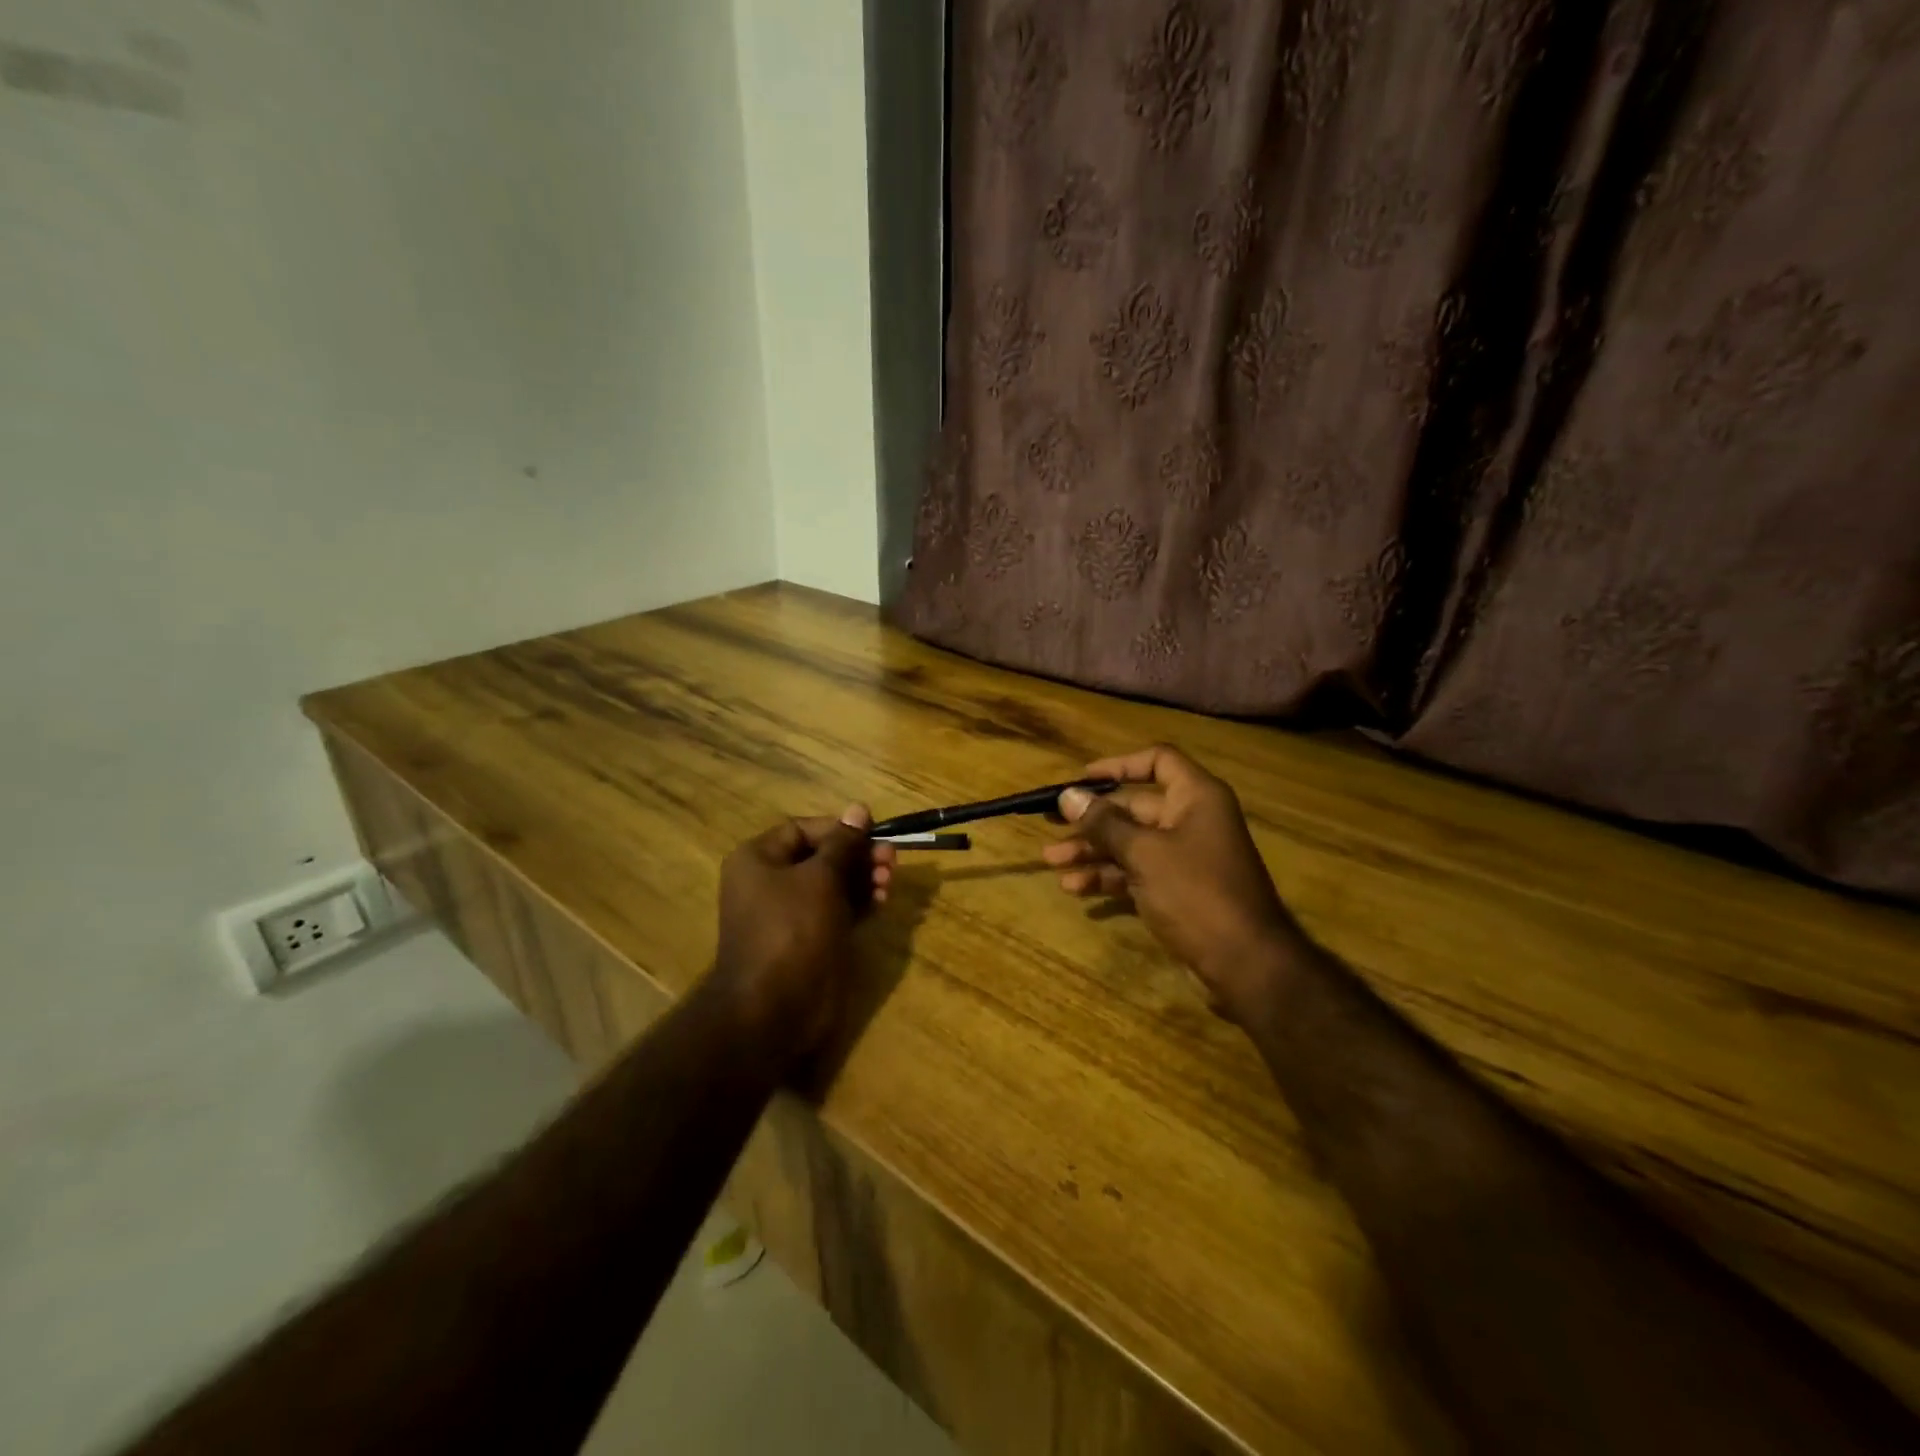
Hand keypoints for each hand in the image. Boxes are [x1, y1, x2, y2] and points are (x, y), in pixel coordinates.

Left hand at [710, 805, 896, 1065]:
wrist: (775, 1010)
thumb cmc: (793, 930)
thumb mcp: (820, 878)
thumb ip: (843, 844)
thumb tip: (859, 808)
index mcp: (758, 860)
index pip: (803, 829)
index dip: (840, 829)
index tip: (874, 833)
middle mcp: (770, 883)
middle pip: (821, 856)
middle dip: (858, 856)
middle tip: (891, 860)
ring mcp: (790, 914)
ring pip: (832, 884)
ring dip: (863, 879)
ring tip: (889, 883)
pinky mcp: (809, 940)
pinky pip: (836, 911)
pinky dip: (859, 903)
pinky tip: (882, 902)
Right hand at [1042, 746, 1302, 1021]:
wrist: (1245, 963)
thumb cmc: (1196, 893)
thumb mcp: (1144, 853)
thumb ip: (1104, 823)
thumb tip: (1069, 795)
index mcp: (1196, 798)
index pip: (1158, 761)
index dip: (1119, 765)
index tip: (1082, 779)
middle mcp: (1191, 820)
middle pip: (1134, 807)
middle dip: (1091, 818)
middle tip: (1049, 823)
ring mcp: (1185, 858)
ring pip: (1130, 843)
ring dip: (1092, 851)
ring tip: (1052, 862)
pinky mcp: (1177, 891)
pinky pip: (1136, 873)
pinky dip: (1108, 877)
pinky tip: (1074, 888)